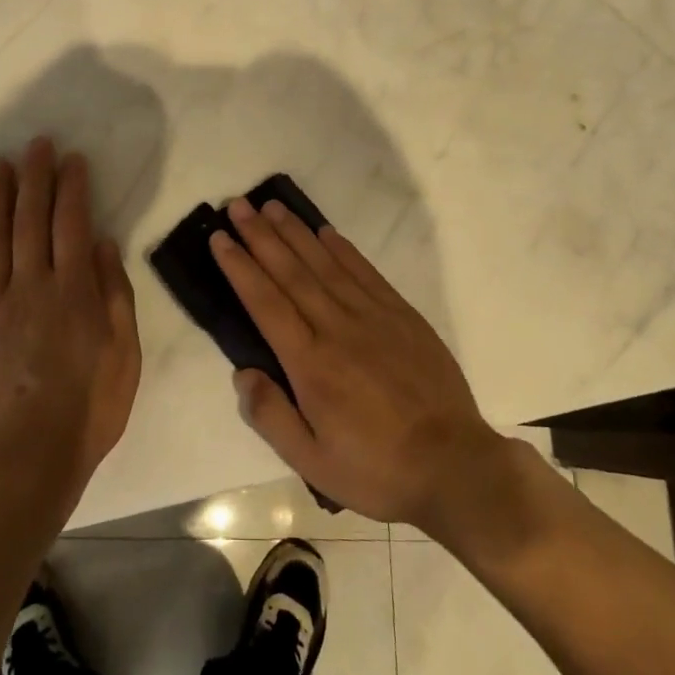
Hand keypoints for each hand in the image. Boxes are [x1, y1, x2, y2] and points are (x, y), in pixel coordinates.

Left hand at [0, 138, 140, 506]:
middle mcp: (30, 285)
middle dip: (35, 177)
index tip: (71, 158)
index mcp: (73, 290)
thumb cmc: (87, 410)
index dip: (72, 187)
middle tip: (35, 144)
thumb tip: (104, 243)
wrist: (24, 463)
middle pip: (30, 219)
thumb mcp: (124, 354)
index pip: (72, 223)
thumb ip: (114, 294)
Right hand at [210, 199, 507, 529]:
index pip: (265, 302)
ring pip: (325, 263)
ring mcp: (372, 315)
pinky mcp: (401, 314)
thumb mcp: (313, 463)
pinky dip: (342, 248)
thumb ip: (272, 417)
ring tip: (272, 206)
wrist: (454, 465)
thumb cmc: (376, 469)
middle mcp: (336, 327)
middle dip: (260, 236)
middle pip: (290, 271)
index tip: (219, 237)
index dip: (240, 266)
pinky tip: (325, 232)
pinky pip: (364, 271)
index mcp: (310, 363)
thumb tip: (242, 372)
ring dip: (295, 232)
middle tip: (237, 206)